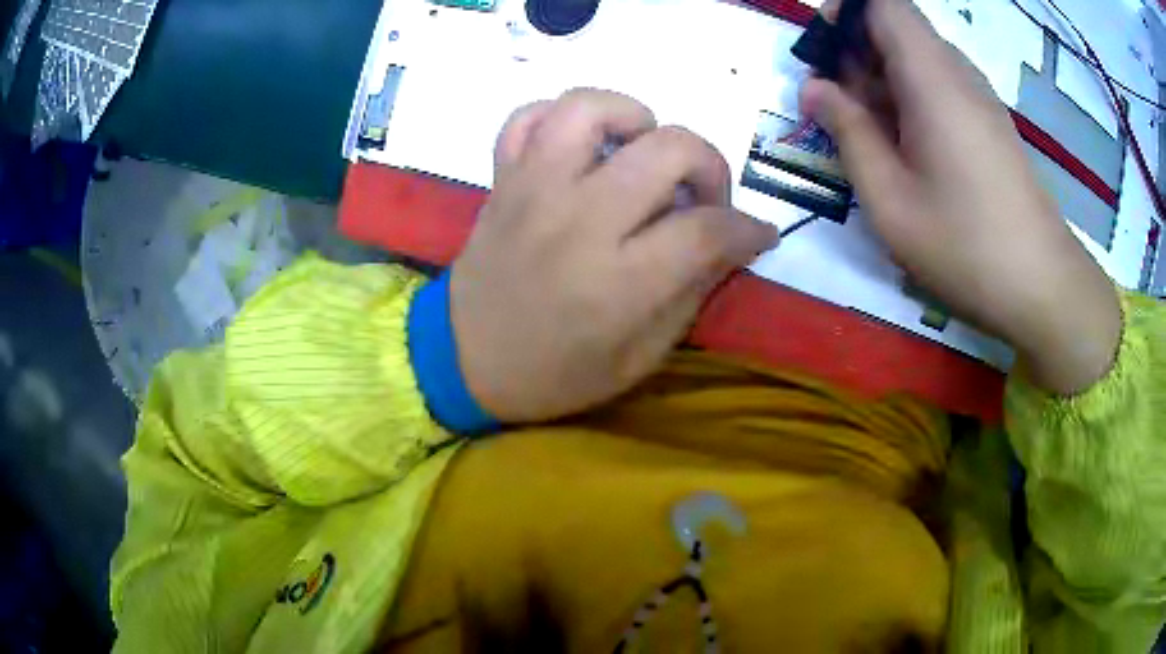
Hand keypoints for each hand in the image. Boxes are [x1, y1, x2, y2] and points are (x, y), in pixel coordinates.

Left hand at [450, 89, 777, 421]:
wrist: (463, 361)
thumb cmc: (555, 373)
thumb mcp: (639, 357)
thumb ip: (690, 293)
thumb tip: (730, 243)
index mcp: (618, 282)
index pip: (707, 229)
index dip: (748, 228)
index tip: (756, 234)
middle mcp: (578, 221)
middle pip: (667, 148)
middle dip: (708, 165)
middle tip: (702, 197)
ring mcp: (533, 190)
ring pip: (591, 108)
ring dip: (633, 118)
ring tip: (641, 152)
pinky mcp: (502, 179)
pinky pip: (526, 117)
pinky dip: (560, 117)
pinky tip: (581, 147)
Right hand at [801, 0, 1121, 394]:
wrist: (1043, 288)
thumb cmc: (965, 246)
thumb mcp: (890, 198)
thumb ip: (847, 132)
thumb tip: (814, 88)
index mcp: (931, 76)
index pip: (883, 3)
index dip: (847, 12)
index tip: (824, 51)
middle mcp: (956, 73)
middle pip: (896, 29)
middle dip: (856, 53)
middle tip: (836, 108)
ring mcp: (978, 99)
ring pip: (917, 61)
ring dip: (882, 83)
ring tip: (869, 138)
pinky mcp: (989, 124)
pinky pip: (940, 89)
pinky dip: (910, 103)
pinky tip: (907, 153)